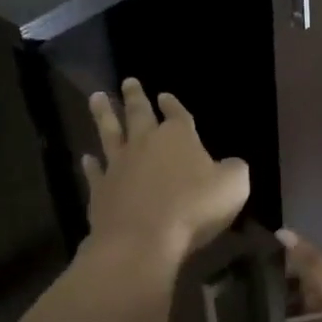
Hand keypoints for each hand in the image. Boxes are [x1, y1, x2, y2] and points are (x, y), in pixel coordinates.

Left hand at [81, 80, 249, 263]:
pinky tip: (86, 158)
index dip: (172, 104)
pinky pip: (95, 172)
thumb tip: (231, 163)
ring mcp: (119, 165)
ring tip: (95, 98)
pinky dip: (90, 164)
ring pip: (109, 133)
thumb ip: (234, 169)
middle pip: (138, 114)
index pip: (177, 114)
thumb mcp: (233, 186)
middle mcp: (145, 144)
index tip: (165, 95)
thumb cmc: (193, 208)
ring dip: (103, 115)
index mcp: (179, 137)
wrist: (142, 239)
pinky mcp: (101, 190)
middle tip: (128, 81)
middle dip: (134, 97)